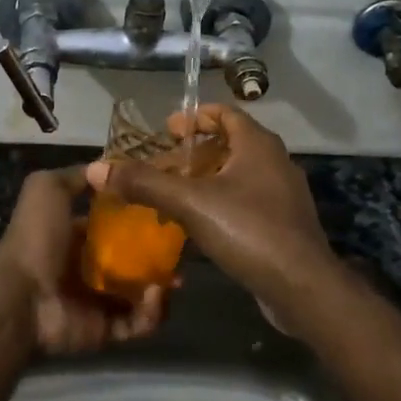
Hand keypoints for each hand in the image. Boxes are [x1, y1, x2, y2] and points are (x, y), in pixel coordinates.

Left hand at [0, 167, 165, 355]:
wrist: (21, 296)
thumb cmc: (36, 237)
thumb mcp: (47, 188)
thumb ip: (75, 177)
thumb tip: (105, 167)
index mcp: (76, 235)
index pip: (116, 225)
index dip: (141, 217)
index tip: (168, 210)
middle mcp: (89, 267)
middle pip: (135, 260)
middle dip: (160, 255)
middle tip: (181, 250)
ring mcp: (99, 301)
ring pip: (143, 293)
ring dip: (162, 286)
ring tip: (175, 278)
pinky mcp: (107, 330)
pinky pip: (139, 323)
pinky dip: (152, 313)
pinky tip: (155, 296)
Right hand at [84, 104, 336, 304]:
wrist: (302, 287)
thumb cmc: (249, 230)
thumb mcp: (191, 203)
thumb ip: (145, 184)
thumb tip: (98, 168)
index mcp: (258, 144)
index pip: (225, 113)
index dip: (195, 117)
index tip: (167, 130)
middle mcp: (274, 161)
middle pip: (229, 144)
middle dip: (194, 152)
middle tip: (162, 165)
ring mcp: (282, 194)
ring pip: (237, 174)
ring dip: (205, 179)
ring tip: (172, 195)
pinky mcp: (283, 223)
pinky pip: (246, 200)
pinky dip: (220, 202)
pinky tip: (198, 225)